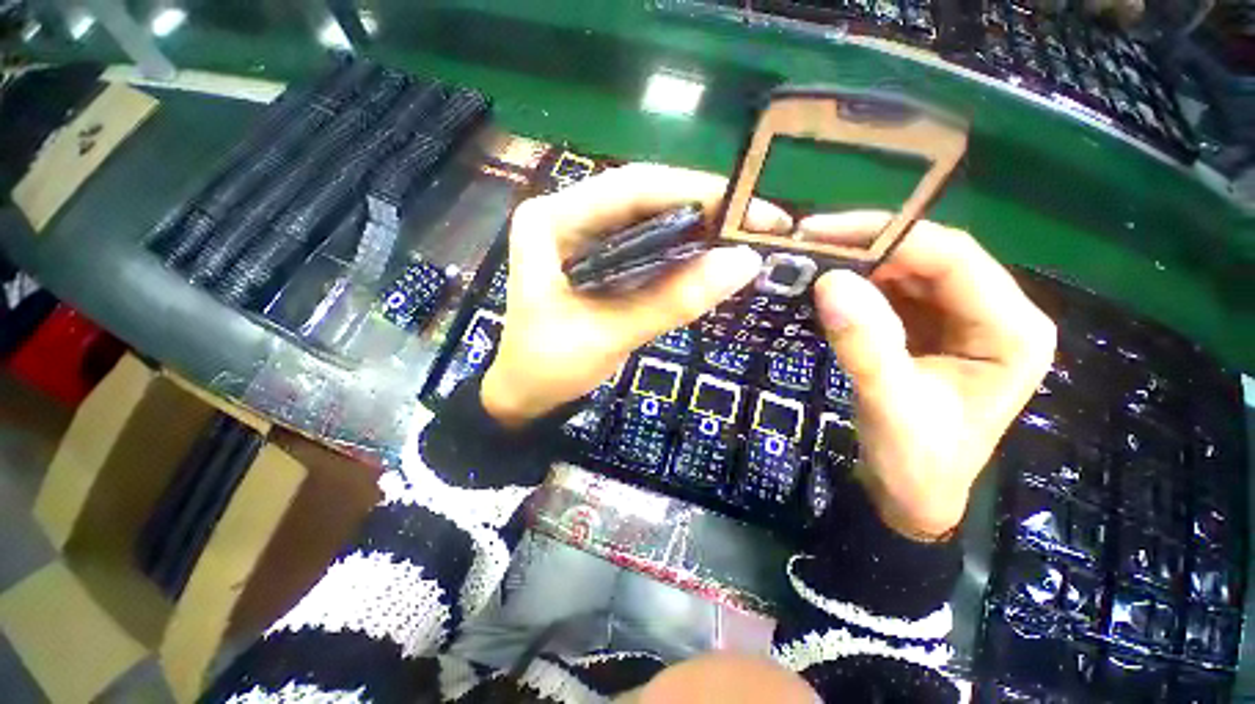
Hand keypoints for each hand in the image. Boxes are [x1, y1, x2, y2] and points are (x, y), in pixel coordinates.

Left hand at [481, 164, 791, 426]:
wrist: (526, 394)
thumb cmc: (550, 367)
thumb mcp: (611, 335)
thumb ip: (673, 300)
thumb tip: (744, 262)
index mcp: (551, 220)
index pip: (630, 188)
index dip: (693, 191)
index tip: (748, 206)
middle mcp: (566, 215)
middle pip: (643, 198)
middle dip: (701, 209)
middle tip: (756, 225)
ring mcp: (582, 236)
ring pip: (648, 221)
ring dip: (694, 230)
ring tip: (742, 239)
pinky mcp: (597, 259)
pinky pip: (645, 247)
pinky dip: (678, 253)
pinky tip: (708, 259)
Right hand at [802, 212, 1055, 539]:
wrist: (909, 495)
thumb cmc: (916, 462)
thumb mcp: (890, 405)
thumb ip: (865, 345)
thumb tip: (830, 282)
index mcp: (1011, 330)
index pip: (952, 257)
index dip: (889, 236)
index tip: (823, 233)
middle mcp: (992, 314)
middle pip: (929, 258)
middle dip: (867, 247)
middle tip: (807, 245)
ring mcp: (959, 321)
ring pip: (907, 272)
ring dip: (858, 265)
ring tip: (809, 262)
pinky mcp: (927, 331)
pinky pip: (891, 294)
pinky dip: (856, 287)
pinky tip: (826, 288)